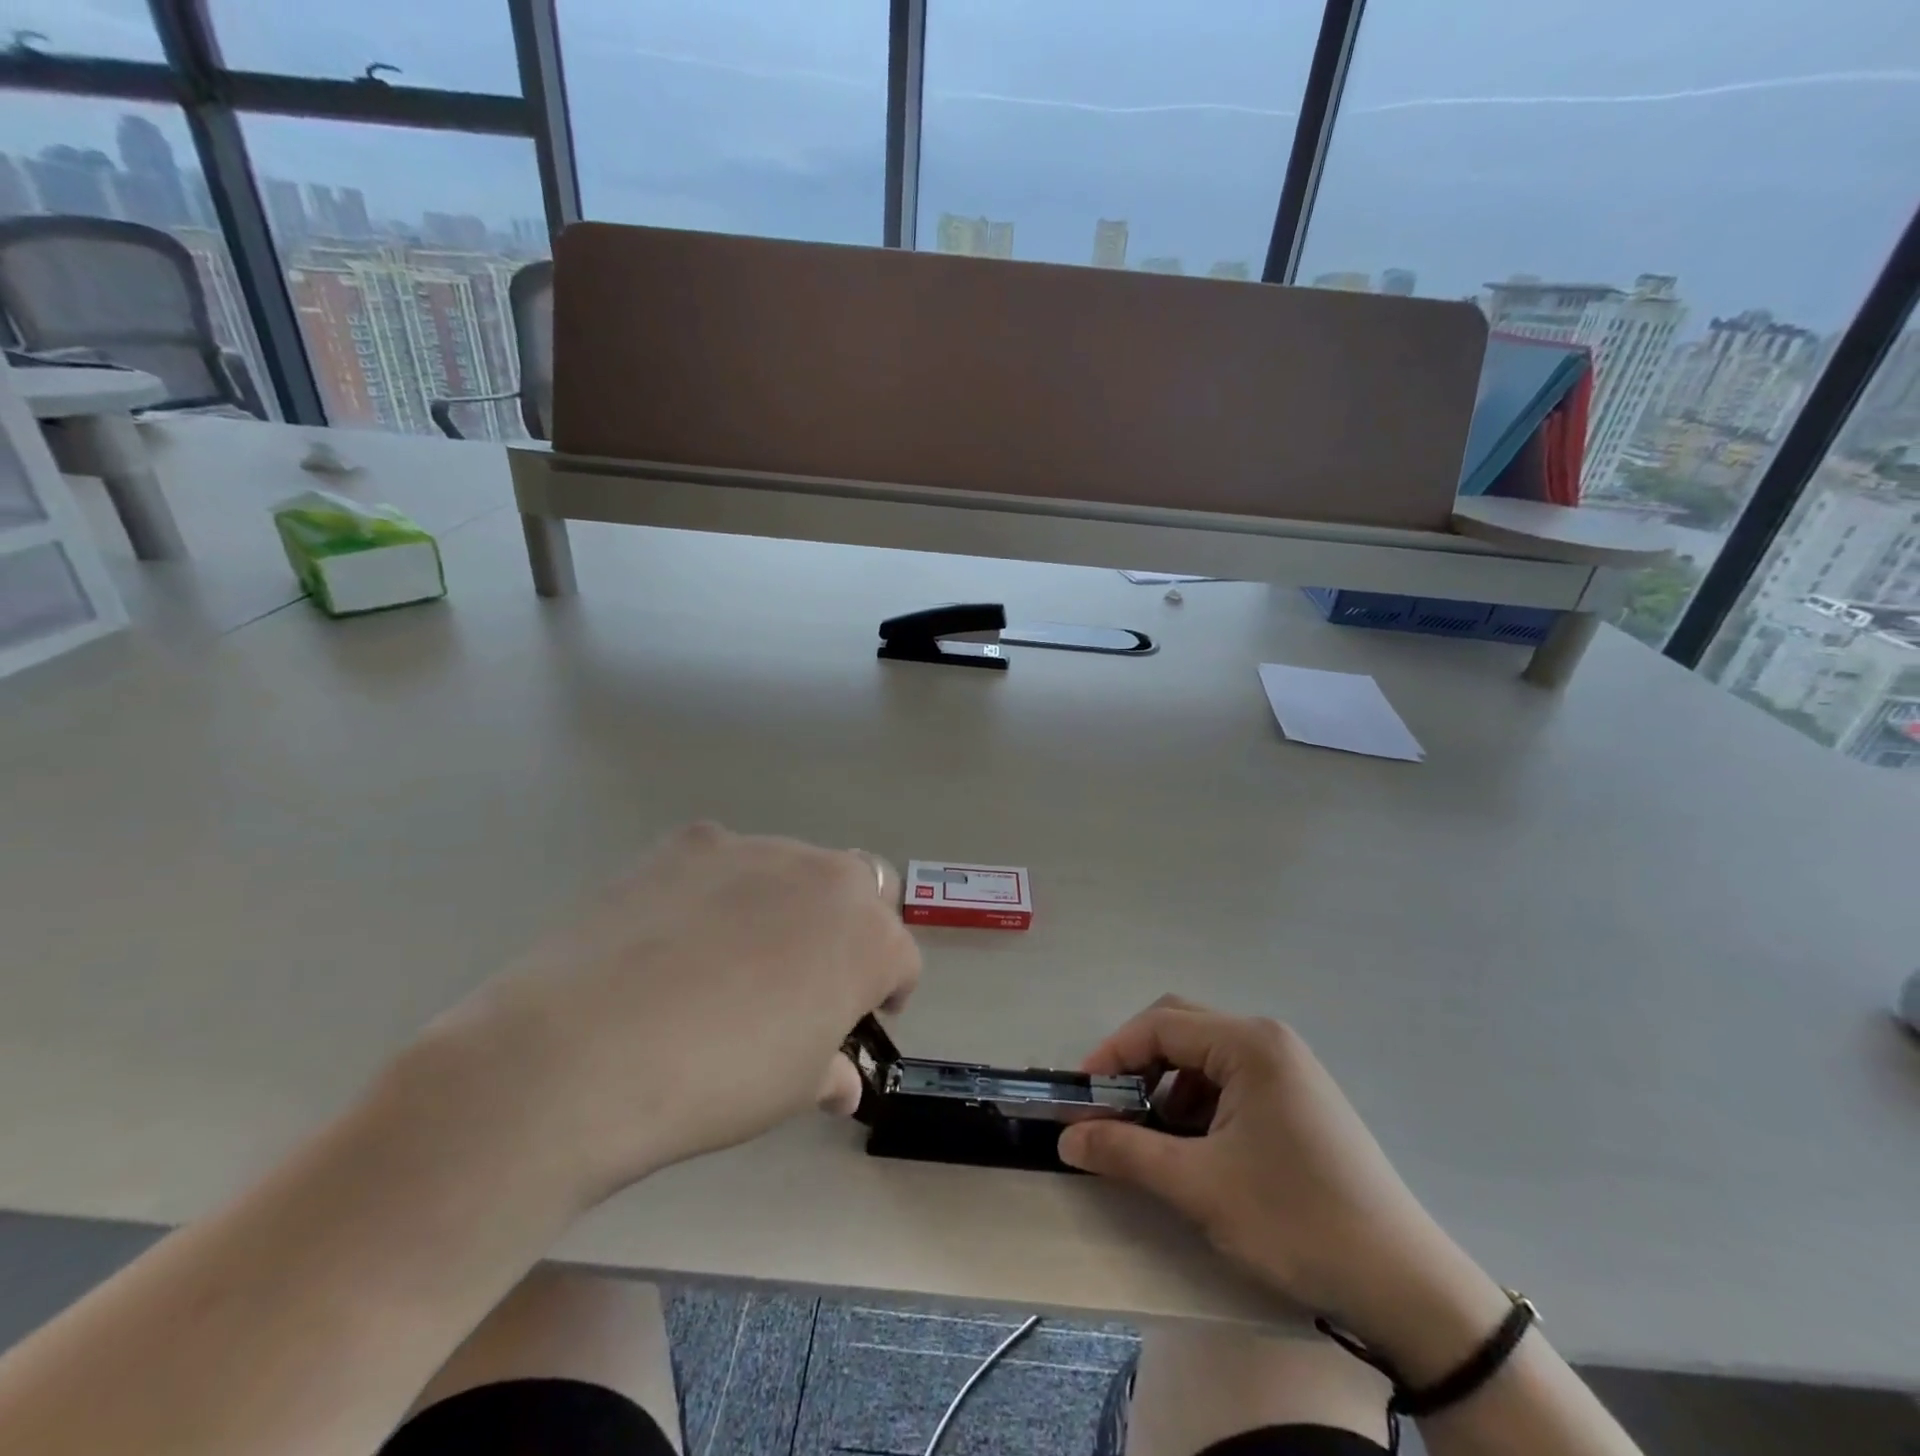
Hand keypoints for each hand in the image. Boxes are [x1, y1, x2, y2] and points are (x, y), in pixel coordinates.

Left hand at [419, 824, 919, 1205]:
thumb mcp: (791, 1089)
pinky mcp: (693, 841)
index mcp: (868, 936)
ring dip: (789, 901)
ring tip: (738, 952)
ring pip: (796, 866)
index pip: (900, 957)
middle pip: (863, 888)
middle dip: (852, 926)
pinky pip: (726, 857)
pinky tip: (681, 926)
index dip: (888, 990)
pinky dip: (723, 883)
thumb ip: (830, 1070)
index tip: (866, 1017)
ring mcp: (756, 849)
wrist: (586, 1049)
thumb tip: (839, 1080)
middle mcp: (826, 876)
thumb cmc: (719, 1080)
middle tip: (814, 973)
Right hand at [1058, 997, 1507, 1380]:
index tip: (1081, 1096)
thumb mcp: (1200, 1187)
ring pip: (1204, 1057)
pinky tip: (1195, 1147)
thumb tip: (1066, 1138)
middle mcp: (1268, 1040)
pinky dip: (1198, 1103)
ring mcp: (1288, 1068)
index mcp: (1249, 1044)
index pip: (1160, 1025)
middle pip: (1181, 1029)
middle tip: (1109, 1108)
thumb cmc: (1296, 1220)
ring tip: (1151, 1136)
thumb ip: (1126, 1153)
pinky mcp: (1298, 1098)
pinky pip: (1231, 1080)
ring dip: (1167, 1087)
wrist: (1407, 1287)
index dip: (1112, 1055)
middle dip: (1137, 1065)